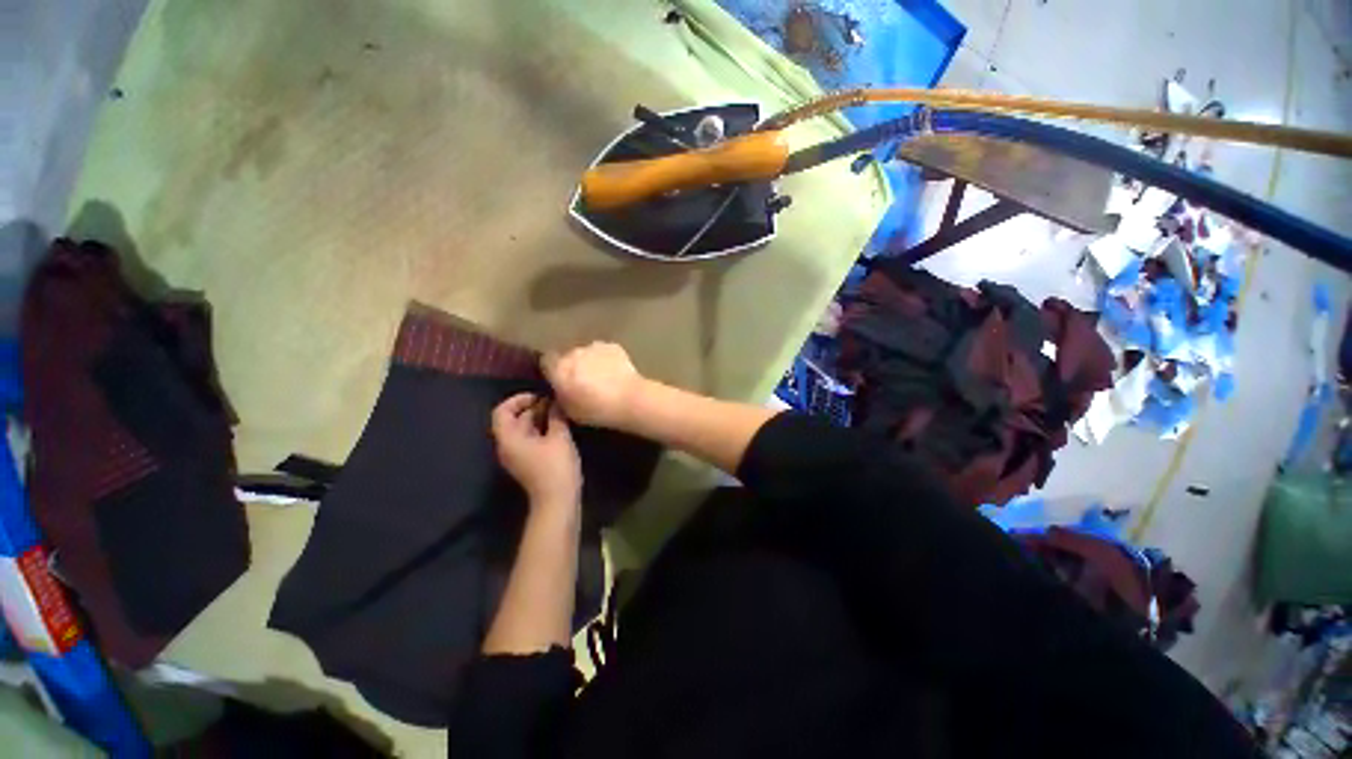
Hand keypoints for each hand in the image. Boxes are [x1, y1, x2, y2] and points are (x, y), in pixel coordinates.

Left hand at [491, 394, 581, 510]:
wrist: (557, 501)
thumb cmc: (556, 467)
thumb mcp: (560, 437)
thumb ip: (556, 416)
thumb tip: (555, 401)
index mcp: (509, 439)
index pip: (502, 411)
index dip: (519, 399)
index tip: (540, 396)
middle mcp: (507, 446)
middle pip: (513, 419)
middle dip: (533, 407)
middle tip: (555, 403)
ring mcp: (516, 455)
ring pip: (523, 429)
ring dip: (539, 418)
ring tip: (559, 412)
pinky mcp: (527, 461)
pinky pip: (529, 439)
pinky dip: (541, 429)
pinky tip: (558, 427)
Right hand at [541, 342, 645, 428]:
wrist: (630, 399)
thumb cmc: (597, 410)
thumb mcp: (569, 412)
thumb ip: (560, 396)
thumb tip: (559, 390)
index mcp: (559, 369)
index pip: (546, 361)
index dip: (552, 370)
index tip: (558, 380)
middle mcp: (573, 353)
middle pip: (567, 356)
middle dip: (572, 366)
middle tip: (582, 382)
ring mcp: (594, 347)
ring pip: (586, 353)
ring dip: (590, 362)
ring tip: (601, 378)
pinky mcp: (612, 346)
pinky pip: (603, 351)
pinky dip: (606, 359)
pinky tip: (614, 372)